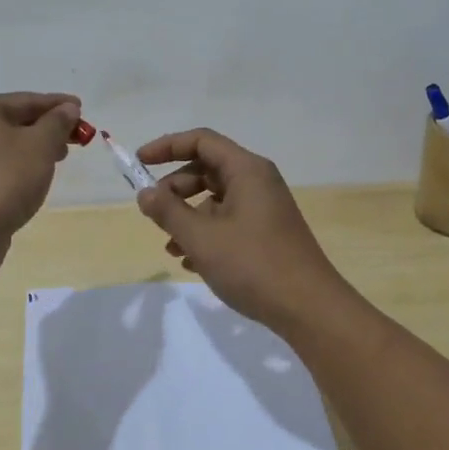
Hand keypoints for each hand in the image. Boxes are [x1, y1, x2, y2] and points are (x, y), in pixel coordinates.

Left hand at [0, 92, 79, 245]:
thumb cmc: (4, 179)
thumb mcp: (40, 145)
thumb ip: (57, 122)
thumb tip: (68, 108)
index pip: (24, 100)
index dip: (56, 104)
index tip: (81, 108)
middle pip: (13, 121)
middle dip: (46, 128)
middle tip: (75, 138)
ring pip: (5, 144)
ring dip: (34, 148)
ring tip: (58, 159)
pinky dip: (18, 165)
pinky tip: (34, 177)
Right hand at [134, 128, 351, 329]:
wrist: (309, 308)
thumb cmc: (253, 265)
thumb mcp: (201, 238)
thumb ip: (168, 212)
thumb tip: (145, 193)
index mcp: (246, 170)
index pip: (201, 141)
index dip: (166, 146)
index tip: (139, 163)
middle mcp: (257, 181)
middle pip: (207, 169)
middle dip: (175, 188)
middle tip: (153, 212)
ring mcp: (264, 208)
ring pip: (215, 199)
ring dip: (187, 217)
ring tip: (170, 246)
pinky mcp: (266, 233)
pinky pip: (228, 221)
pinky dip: (205, 234)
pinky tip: (190, 262)